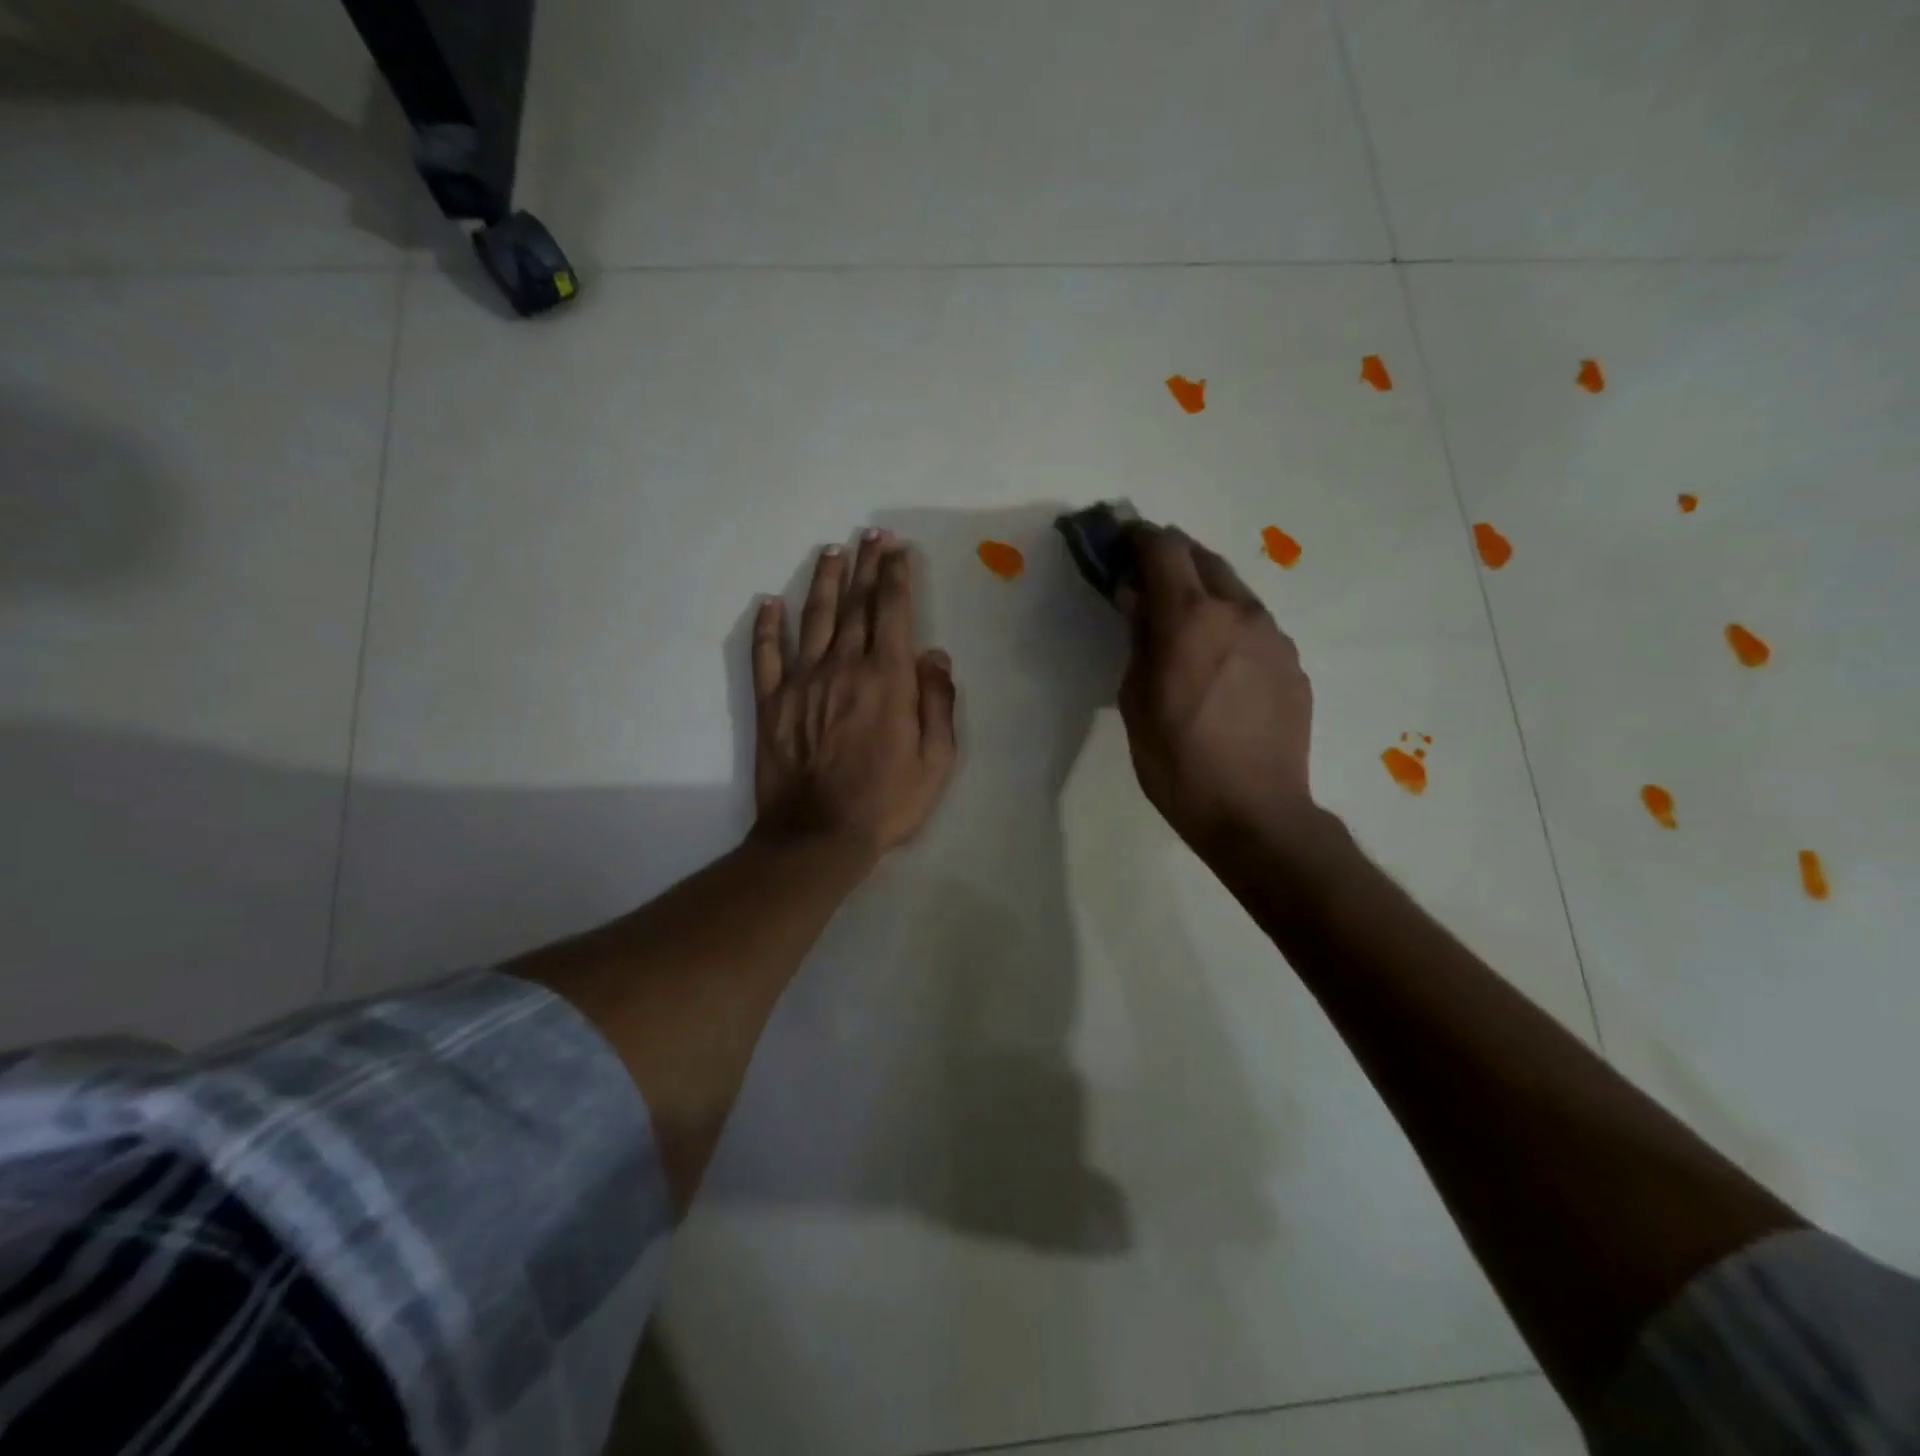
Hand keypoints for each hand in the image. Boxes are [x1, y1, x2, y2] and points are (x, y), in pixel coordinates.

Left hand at [751, 530, 958, 859]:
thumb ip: (938, 703)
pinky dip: (767, 627)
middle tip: (870, 535)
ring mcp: (802, 681)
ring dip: (823, 582)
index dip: (896, 576)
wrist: (818, 835)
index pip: (893, 611)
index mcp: (887, 678)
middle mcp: (844, 666)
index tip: (898, 549)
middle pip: (856, 605)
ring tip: (831, 552)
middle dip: (865, 565)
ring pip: (814, 618)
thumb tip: (934, 656)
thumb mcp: (936, 760)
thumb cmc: (886, 801)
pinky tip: (768, 603)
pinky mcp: (771, 701)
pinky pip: (766, 655)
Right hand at [1118, 524, 1314, 855]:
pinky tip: (1218, 661)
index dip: (1138, 537)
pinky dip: (1229, 625)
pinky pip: (1254, 626)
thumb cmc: (1178, 763)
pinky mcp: (1293, 663)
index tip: (1121, 540)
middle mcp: (1238, 612)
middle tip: (1148, 576)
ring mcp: (1273, 636)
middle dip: (1173, 557)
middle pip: (1204, 559)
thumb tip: (1137, 600)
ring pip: (1234, 591)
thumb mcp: (1136, 702)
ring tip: (1184, 622)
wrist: (1255, 813)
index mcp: (1190, 619)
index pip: (1164, 549)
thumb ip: (1138, 640)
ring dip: (1204, 591)